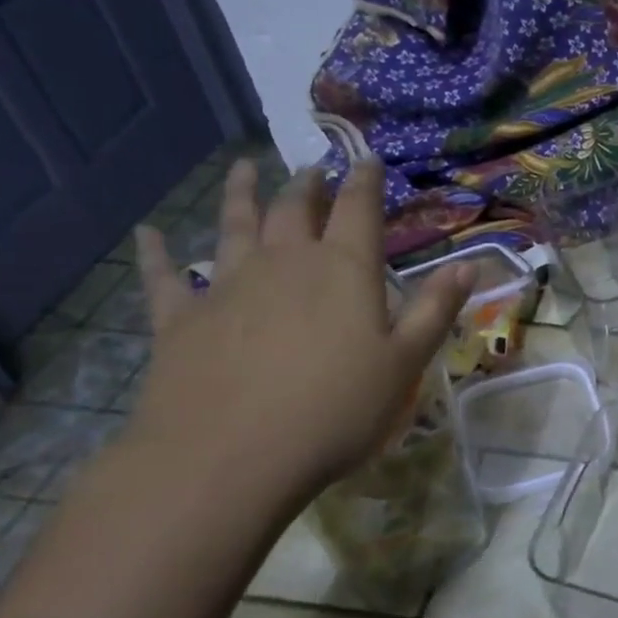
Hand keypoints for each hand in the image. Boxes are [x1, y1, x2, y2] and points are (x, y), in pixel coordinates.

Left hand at [124, 157, 471, 504]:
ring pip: (234, 226)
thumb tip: (470, 265)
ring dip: (240, 194)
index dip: (364, 181)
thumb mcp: (404, 364)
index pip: (358, 210)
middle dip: (307, 184)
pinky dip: (156, 253)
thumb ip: (434, 309)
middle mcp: (284, 263)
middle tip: (312, 169)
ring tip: (244, 169)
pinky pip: (165, 276)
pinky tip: (147, 234)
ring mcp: (227, 286)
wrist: (229, 457)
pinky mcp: (181, 319)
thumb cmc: (335, 410)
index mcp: (343, 270)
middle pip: (294, 209)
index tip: (366, 159)